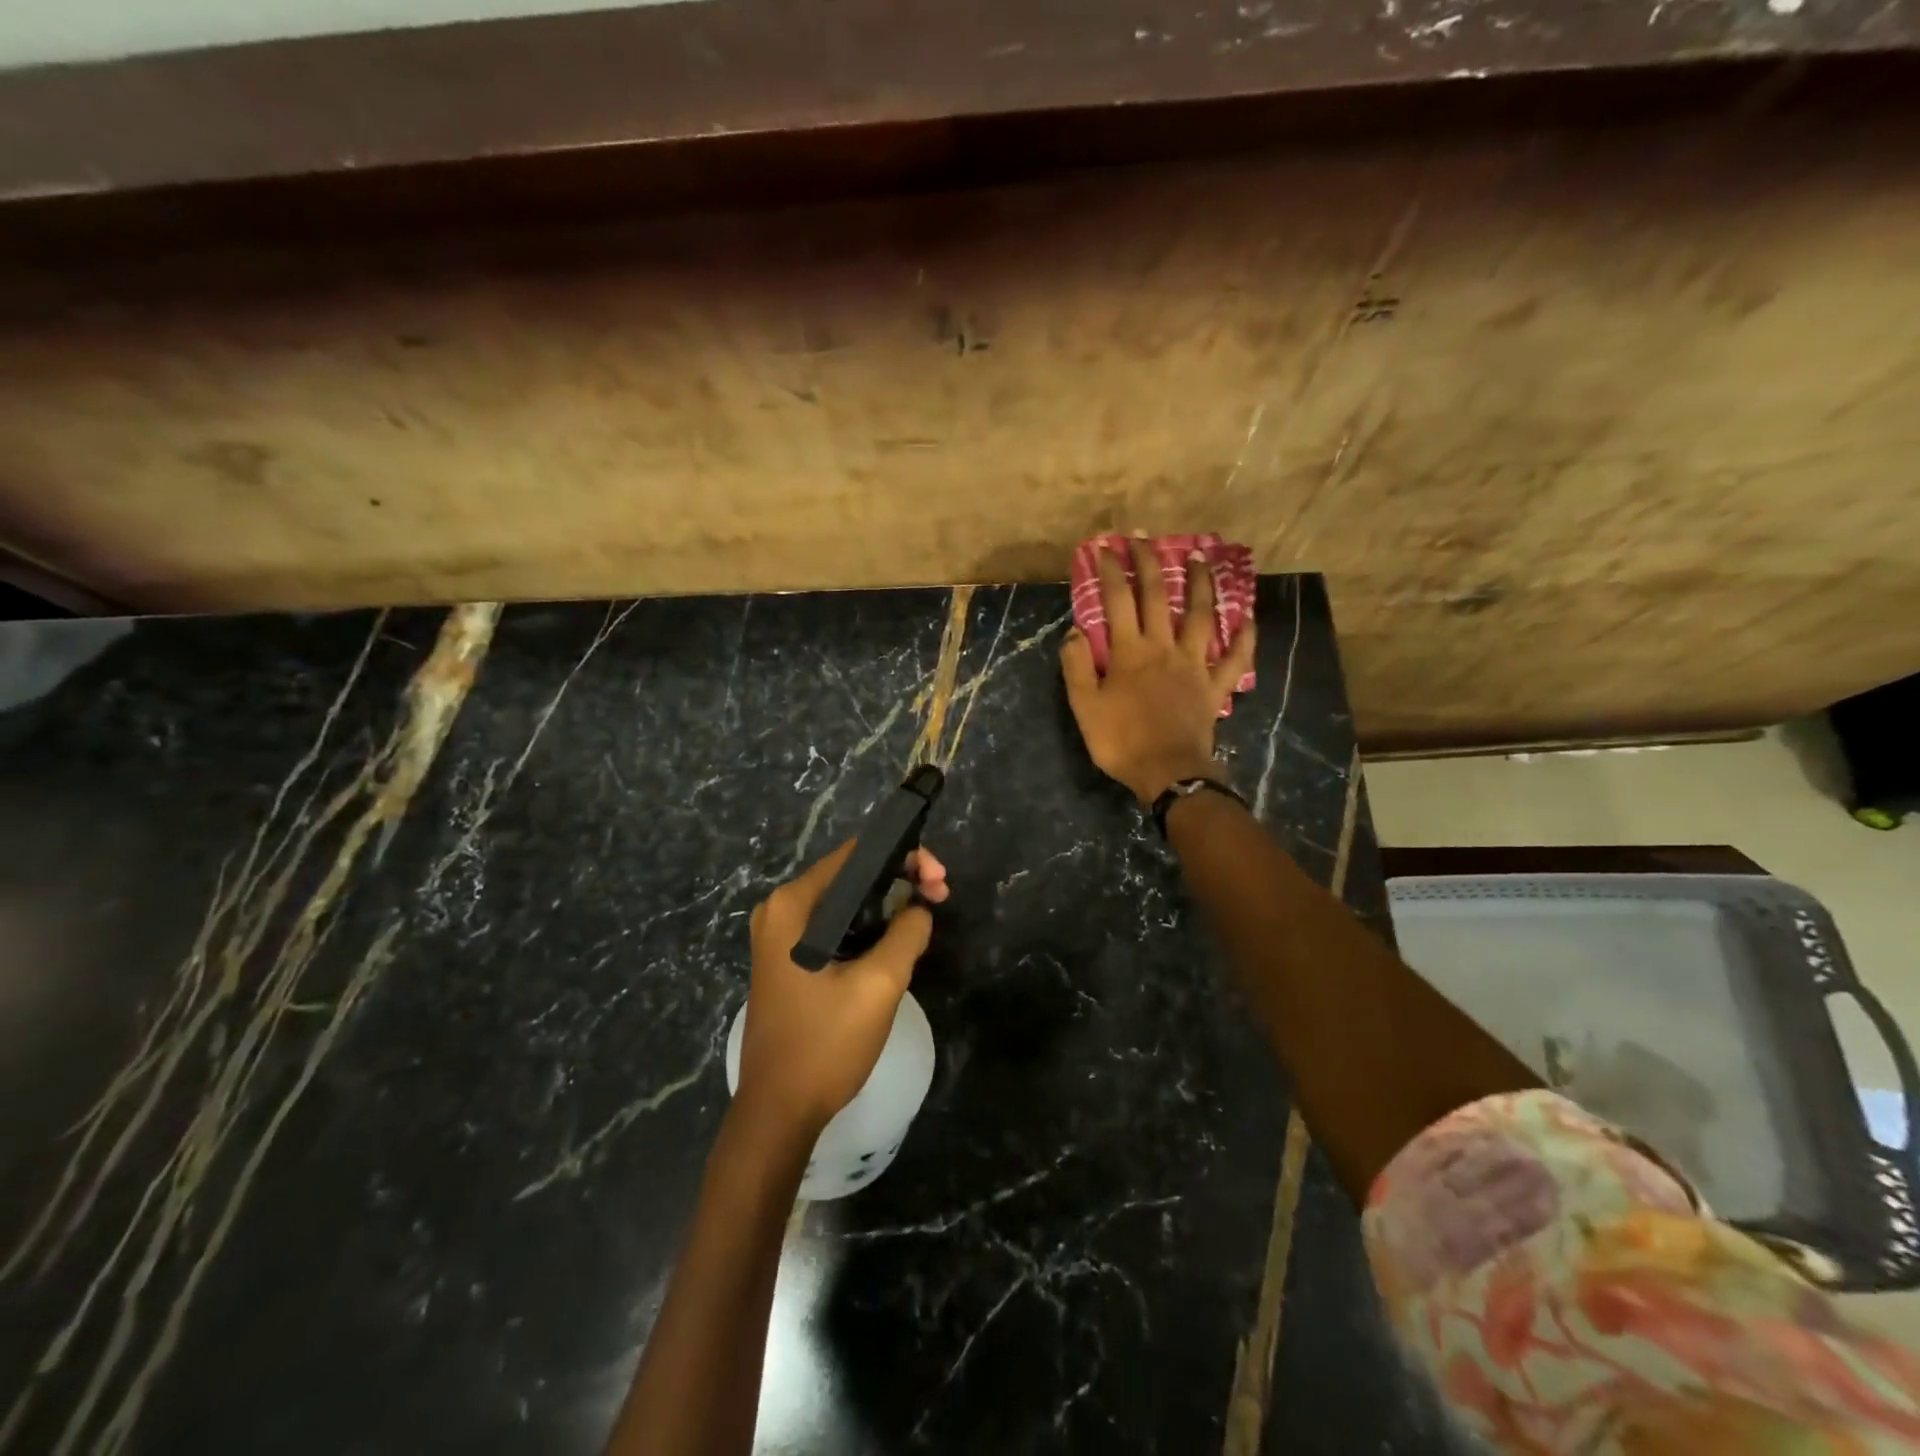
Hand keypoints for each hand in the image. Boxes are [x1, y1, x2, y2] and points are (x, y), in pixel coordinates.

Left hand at [736, 842, 948, 1136]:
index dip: (902, 857)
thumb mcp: (878, 985)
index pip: (855, 855)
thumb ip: (906, 934)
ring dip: (887, 905)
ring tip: (926, 917)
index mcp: (792, 905)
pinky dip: (867, 927)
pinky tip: (896, 941)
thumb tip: (920, 910)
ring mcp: (780, 938)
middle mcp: (780, 911)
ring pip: (845, 903)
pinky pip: (834, 928)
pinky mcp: (788, 962)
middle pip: (850, 876)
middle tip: (940, 896)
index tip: (937, 879)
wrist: (778, 1112)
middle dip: (899, 880)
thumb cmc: (824, 1044)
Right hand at [1061, 535, 1255, 804]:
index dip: (1109, 571)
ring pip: (1200, 616)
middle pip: (1157, 596)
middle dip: (1149, 562)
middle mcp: (1163, 648)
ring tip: (1200, 558)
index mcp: (1129, 652)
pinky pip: (1234, 659)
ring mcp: (1194, 665)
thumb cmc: (1121, 741)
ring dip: (1200, 584)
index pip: (1116, 600)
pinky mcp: (1215, 686)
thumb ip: (1077, 666)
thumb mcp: (1084, 707)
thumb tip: (1076, 632)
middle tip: (1143, 537)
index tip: (1102, 547)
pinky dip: (1243, 638)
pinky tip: (1248, 619)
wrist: (1168, 772)